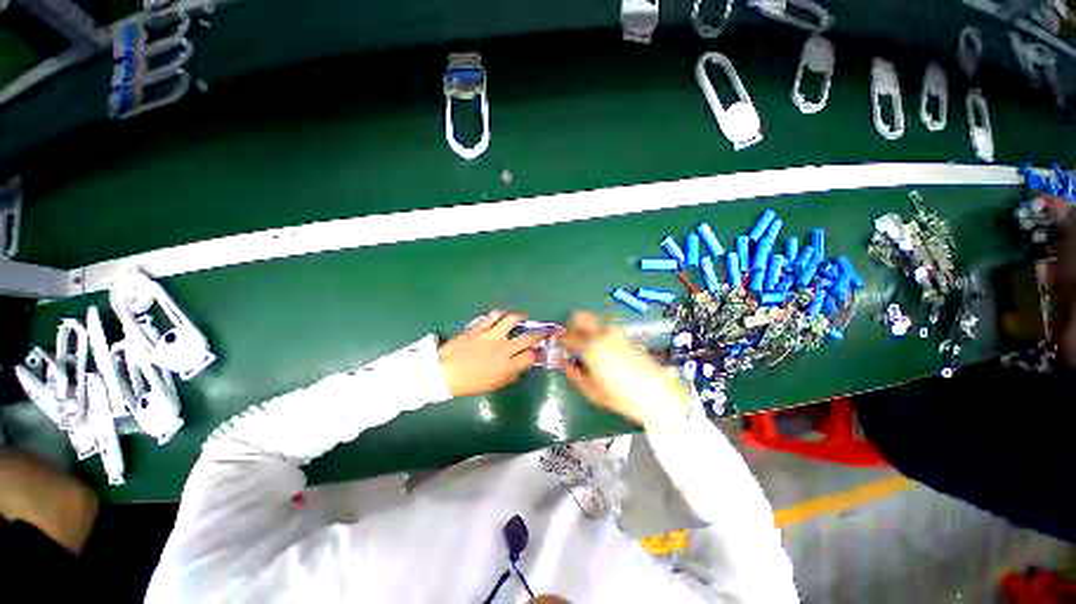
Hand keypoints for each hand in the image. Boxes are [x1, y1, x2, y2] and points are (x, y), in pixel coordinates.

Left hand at [439, 311, 550, 396]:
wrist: (445, 372)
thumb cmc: (470, 383)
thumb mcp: (495, 384)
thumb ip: (512, 374)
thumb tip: (522, 365)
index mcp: (507, 366)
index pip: (531, 356)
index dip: (539, 353)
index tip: (541, 351)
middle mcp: (503, 348)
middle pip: (529, 337)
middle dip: (541, 334)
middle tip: (545, 331)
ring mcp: (491, 335)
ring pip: (512, 320)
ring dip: (520, 318)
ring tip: (523, 318)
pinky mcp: (479, 327)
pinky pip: (493, 315)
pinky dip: (501, 314)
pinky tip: (503, 315)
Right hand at [560, 312, 688, 428]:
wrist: (656, 393)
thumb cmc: (619, 395)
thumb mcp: (591, 390)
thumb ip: (573, 373)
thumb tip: (563, 362)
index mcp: (590, 347)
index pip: (568, 337)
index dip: (561, 341)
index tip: (560, 346)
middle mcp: (602, 334)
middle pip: (581, 316)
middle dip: (572, 324)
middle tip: (570, 338)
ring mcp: (616, 333)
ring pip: (595, 321)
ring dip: (586, 328)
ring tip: (586, 345)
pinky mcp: (626, 336)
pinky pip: (606, 329)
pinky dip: (599, 333)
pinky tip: (602, 350)